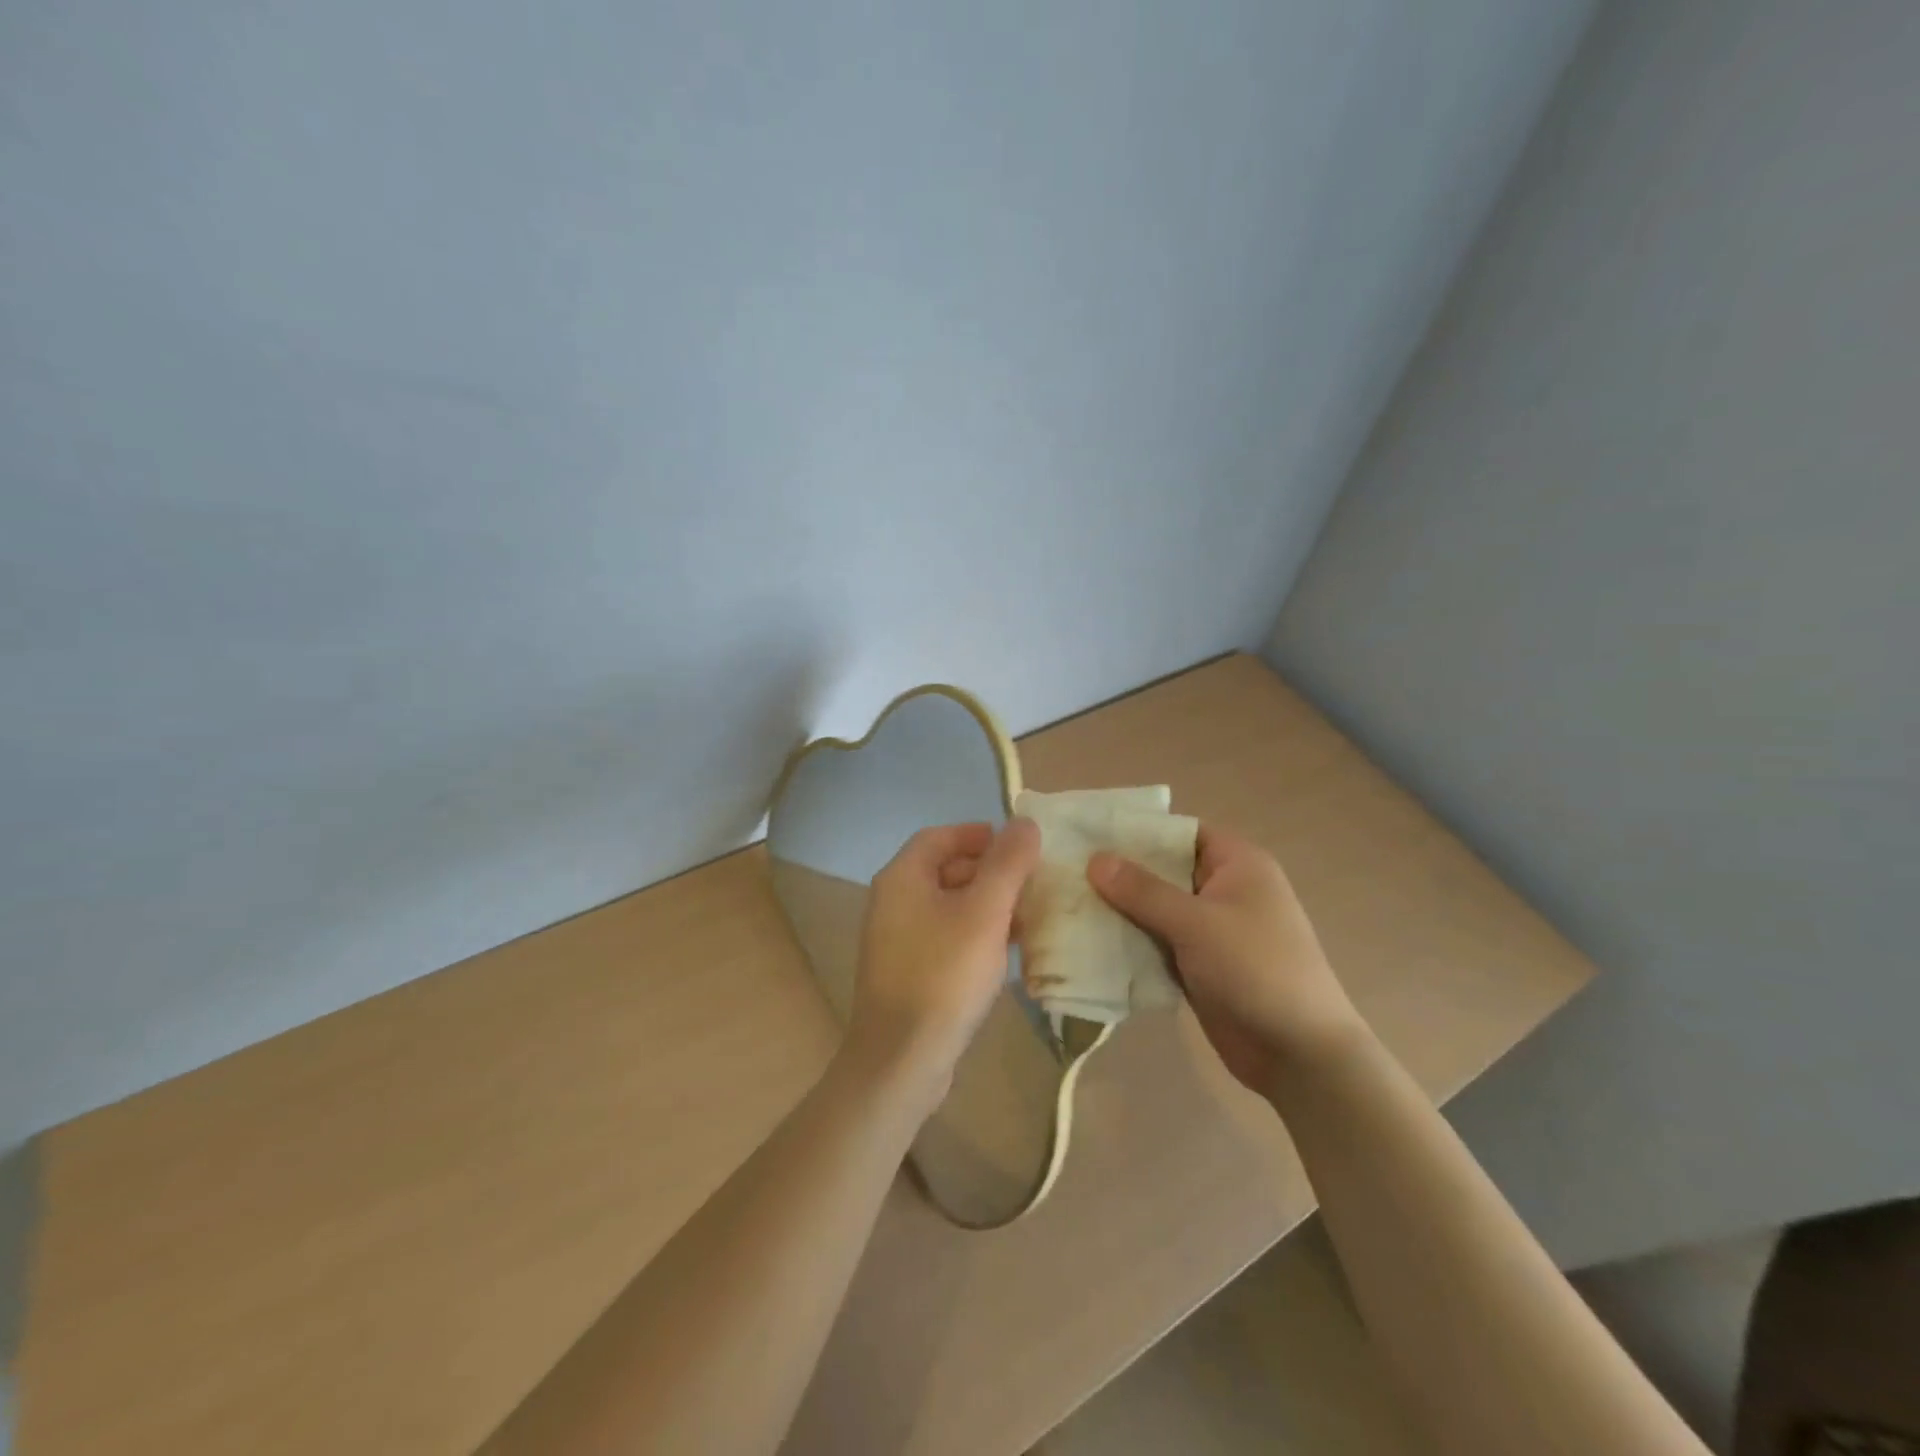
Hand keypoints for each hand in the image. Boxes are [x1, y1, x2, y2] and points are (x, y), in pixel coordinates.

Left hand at [848, 818, 1040, 1106]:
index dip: (978, 834)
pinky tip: (1005, 951)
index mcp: (902, 878)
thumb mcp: (985, 913)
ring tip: (1028, 916)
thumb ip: (1007, 864)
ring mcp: (896, 939)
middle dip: (989, 871)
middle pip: (944, 869)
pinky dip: (974, 933)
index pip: (940, 836)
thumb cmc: (944, 975)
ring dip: (986, 904)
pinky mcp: (907, 971)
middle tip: (1030, 882)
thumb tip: (1024, 822)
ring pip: (947, 905)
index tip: (1017, 846)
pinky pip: (944, 936)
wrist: (902, 1059)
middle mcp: (892, 901)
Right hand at [1088, 824, 1363, 1094]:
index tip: (1089, 833)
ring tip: (1067, 904)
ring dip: (1120, 910)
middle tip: (1066, 870)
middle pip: (1163, 870)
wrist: (1300, 1054)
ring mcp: (1212, 930)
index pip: (1179, 832)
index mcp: (1237, 864)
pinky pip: (1158, 942)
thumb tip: (1095, 859)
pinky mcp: (1200, 965)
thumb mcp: (1196, 924)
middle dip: (1120, 873)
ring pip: (1156, 909)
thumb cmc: (1256, 970)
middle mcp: (1224, 890)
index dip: (1137, 831)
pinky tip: (1090, 942)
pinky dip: (1131, 942)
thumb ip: (1143, 890)